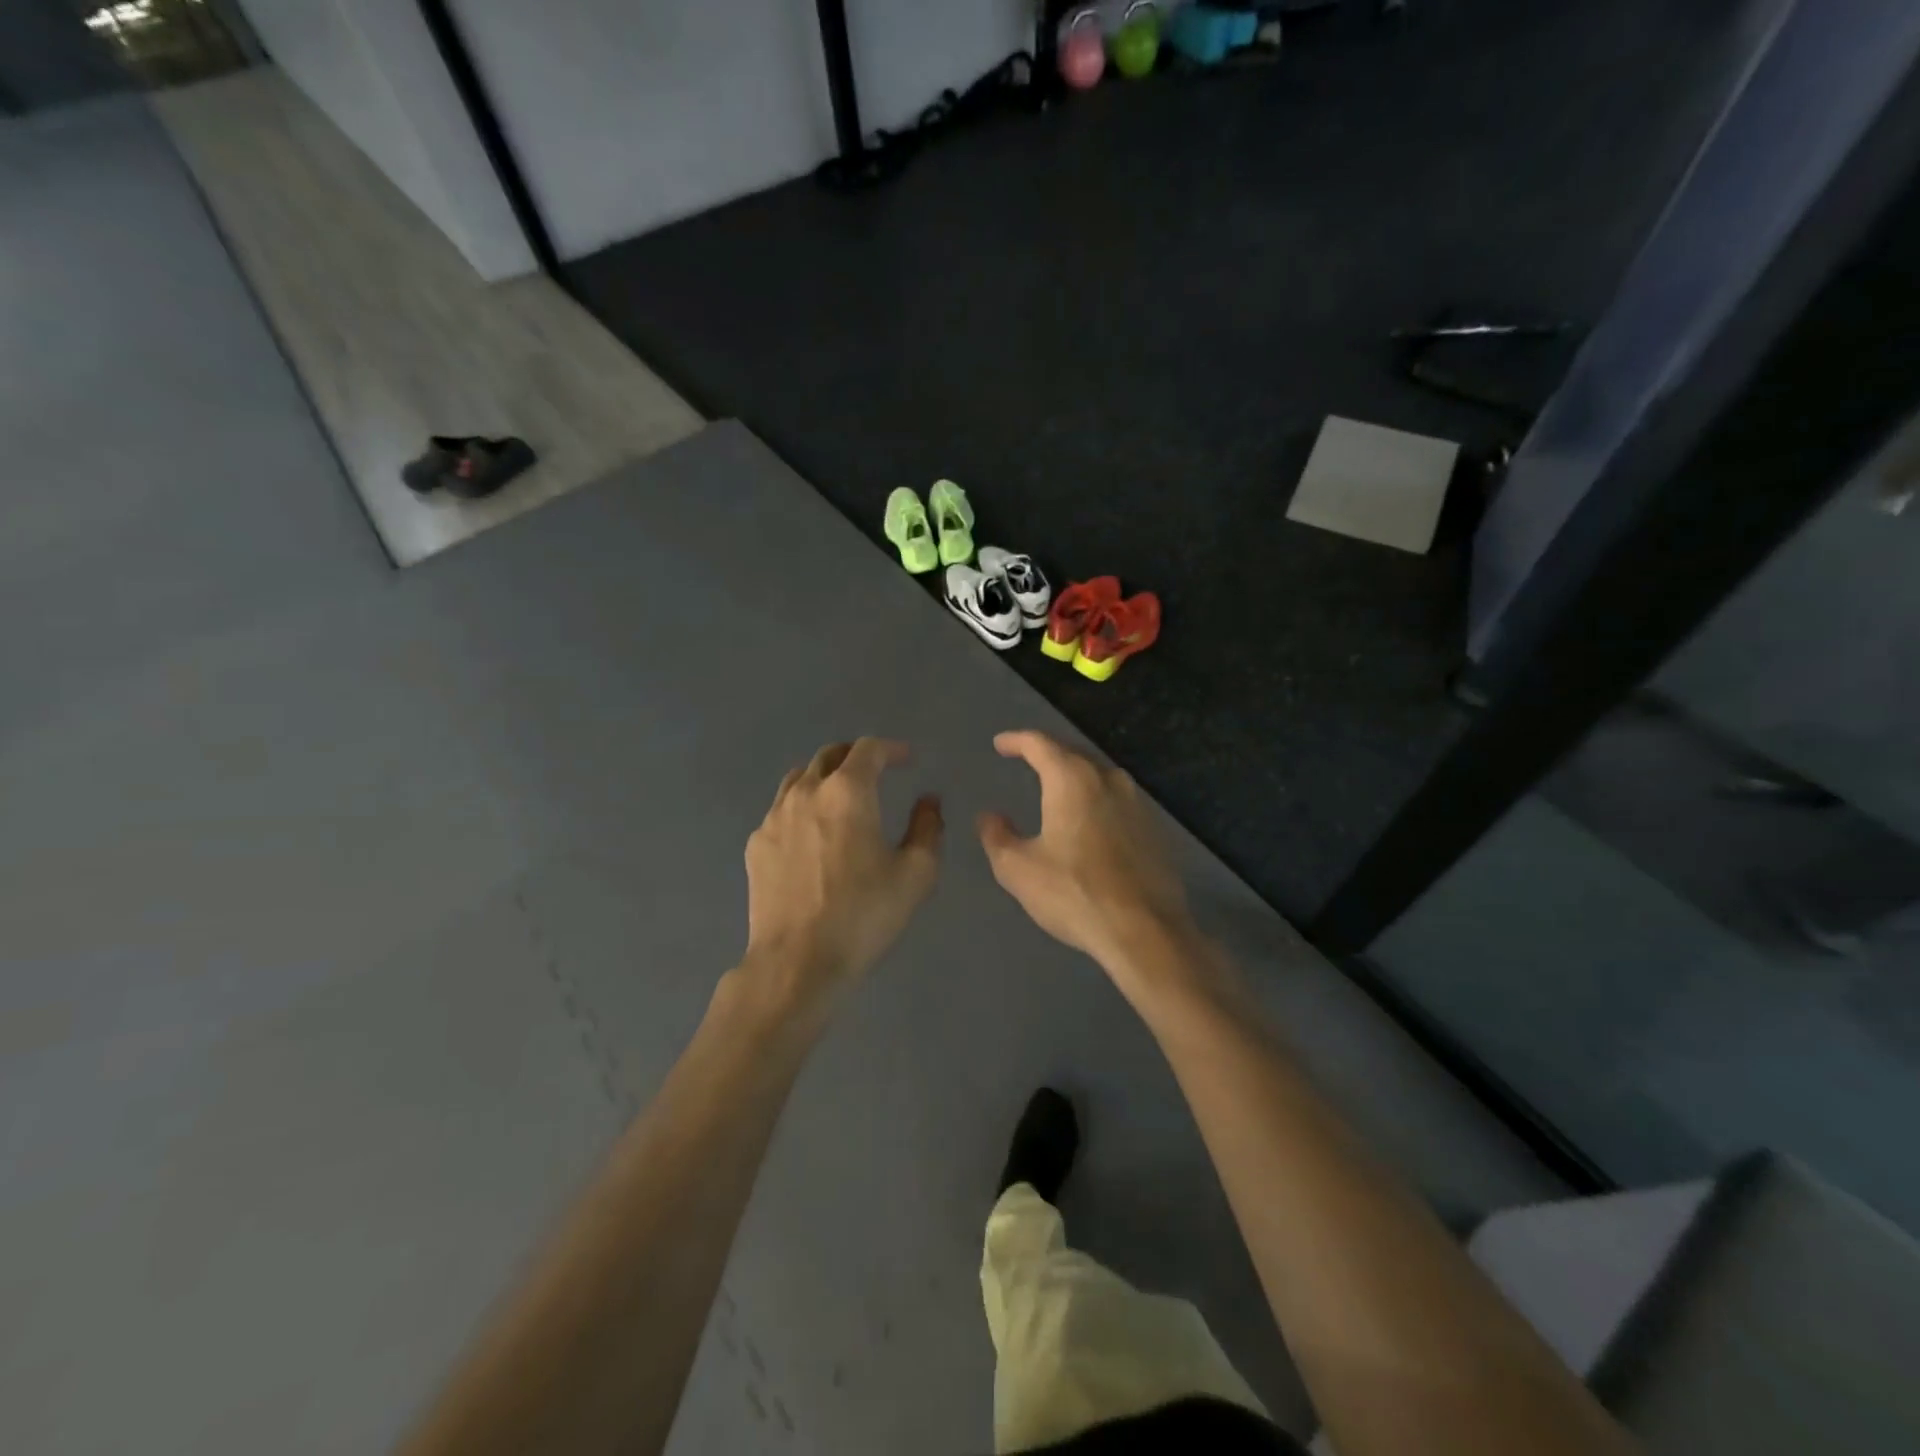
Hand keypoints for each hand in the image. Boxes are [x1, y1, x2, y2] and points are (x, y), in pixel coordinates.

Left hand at [741, 739, 942, 1015]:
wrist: (797, 962)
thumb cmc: (863, 915)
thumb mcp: (916, 874)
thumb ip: (927, 828)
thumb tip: (929, 801)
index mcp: (847, 792)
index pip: (868, 749)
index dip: (892, 749)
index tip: (907, 760)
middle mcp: (806, 792)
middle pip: (829, 755)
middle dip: (856, 756)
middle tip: (875, 771)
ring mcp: (774, 818)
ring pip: (799, 778)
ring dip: (824, 777)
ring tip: (841, 797)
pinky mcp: (756, 845)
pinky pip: (781, 810)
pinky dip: (801, 807)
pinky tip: (812, 834)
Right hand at [977, 731, 1195, 976]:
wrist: (1145, 932)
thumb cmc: (1074, 893)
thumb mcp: (1019, 869)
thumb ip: (998, 836)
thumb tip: (989, 816)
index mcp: (1072, 780)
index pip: (1040, 744)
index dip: (1017, 741)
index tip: (1000, 744)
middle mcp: (1108, 780)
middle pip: (1073, 753)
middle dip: (1047, 753)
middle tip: (1027, 759)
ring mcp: (1136, 803)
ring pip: (1099, 775)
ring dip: (1075, 775)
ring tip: (1056, 785)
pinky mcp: (1153, 829)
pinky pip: (1117, 800)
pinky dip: (1096, 799)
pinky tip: (1089, 819)